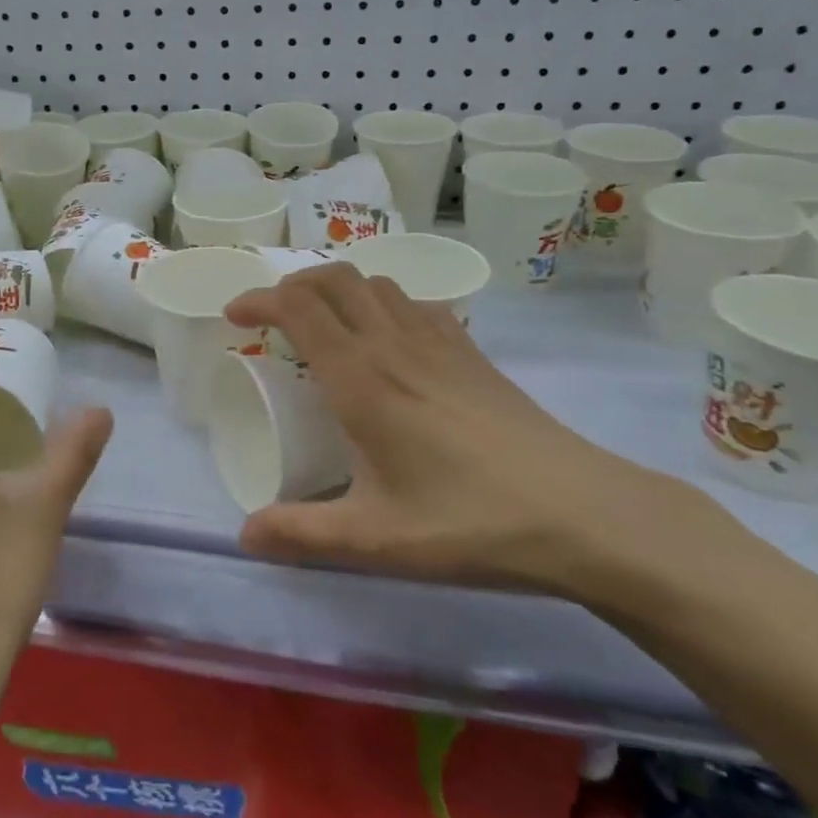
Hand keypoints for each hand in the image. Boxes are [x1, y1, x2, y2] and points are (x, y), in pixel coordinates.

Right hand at [224, 265, 713, 598]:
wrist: (583, 514)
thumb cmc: (469, 522)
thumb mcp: (374, 539)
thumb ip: (301, 533)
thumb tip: (245, 534)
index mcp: (361, 378)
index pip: (298, 308)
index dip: (258, 299)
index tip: (234, 315)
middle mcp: (394, 344)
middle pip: (334, 278)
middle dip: (293, 283)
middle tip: (272, 317)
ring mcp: (440, 341)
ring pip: (376, 283)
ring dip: (339, 289)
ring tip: (325, 324)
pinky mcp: (473, 352)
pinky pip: (415, 304)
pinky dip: (384, 303)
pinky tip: (390, 341)